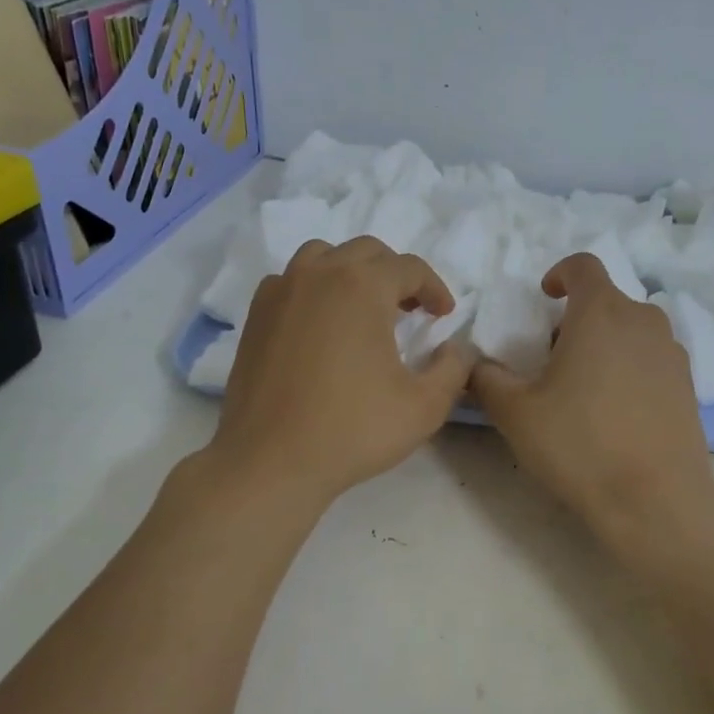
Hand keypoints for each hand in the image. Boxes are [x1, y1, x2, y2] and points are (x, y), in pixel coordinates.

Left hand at [207, 236, 474, 509]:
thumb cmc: (352, 429)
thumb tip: (457, 348)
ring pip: (323, 257)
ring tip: (363, 309)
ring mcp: (281, 291)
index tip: (443, 316)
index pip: (409, 268)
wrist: (270, 461)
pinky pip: (290, 281)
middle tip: (410, 310)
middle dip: (395, 275)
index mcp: (362, 286)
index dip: (434, 289)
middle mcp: (319, 274)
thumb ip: (454, 369)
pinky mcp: (256, 315)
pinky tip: (321, 325)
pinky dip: (313, 289)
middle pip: (366, 252)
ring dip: (351, 273)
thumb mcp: (425, 406)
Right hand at [470, 254, 713, 536]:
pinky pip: (651, 358)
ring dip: (605, 342)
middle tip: (552, 358)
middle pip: (606, 301)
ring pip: (631, 330)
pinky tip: (615, 411)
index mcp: (601, 313)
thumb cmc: (580, 444)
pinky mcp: (689, 384)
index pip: (583, 266)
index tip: (545, 298)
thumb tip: (475, 364)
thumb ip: (486, 378)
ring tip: (584, 387)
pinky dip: (629, 367)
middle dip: (576, 319)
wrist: (656, 500)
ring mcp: (672, 353)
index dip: (560, 274)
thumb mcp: (515, 413)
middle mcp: (643, 320)